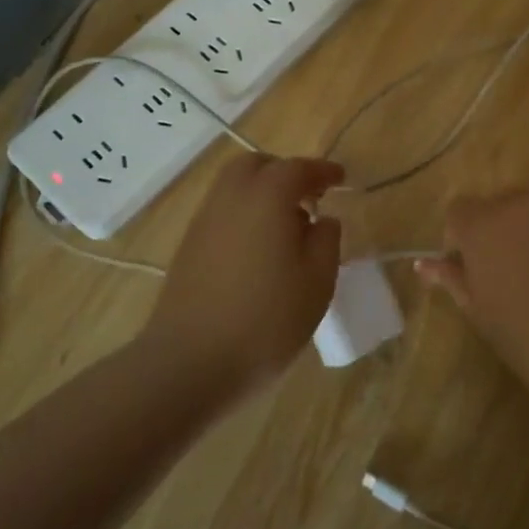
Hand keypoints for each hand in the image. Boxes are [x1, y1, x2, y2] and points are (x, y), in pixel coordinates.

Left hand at [144, 155, 342, 392]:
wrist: (189, 363)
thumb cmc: (266, 320)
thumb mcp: (317, 282)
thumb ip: (326, 240)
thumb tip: (323, 219)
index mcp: (267, 197)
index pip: (298, 168)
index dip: (322, 171)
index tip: (340, 179)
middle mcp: (231, 198)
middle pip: (256, 165)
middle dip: (284, 172)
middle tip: (309, 197)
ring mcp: (203, 222)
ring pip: (234, 188)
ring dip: (262, 193)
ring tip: (287, 227)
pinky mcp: (188, 248)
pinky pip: (222, 213)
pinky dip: (244, 215)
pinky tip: (259, 250)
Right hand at [416, 181, 528, 408]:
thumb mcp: (484, 316)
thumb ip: (454, 280)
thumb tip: (425, 264)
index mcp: (484, 226)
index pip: (459, 212)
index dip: (463, 238)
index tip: (476, 267)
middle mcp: (521, 199)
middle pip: (500, 203)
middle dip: (502, 227)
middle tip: (520, 268)